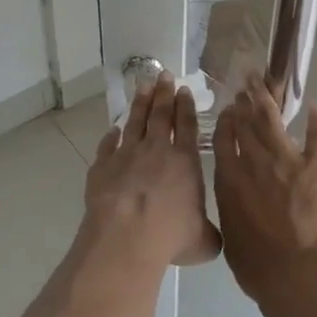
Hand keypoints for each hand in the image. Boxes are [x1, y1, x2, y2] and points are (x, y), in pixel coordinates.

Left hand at [80, 72, 221, 274]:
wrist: (125, 237)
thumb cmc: (170, 236)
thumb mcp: (202, 241)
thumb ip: (210, 234)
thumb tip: (213, 239)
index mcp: (185, 161)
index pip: (187, 125)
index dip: (186, 106)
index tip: (184, 89)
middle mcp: (156, 150)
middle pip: (160, 115)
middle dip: (163, 93)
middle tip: (164, 75)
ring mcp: (126, 155)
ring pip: (134, 122)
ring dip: (139, 103)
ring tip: (142, 85)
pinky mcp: (102, 167)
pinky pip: (108, 146)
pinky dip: (111, 137)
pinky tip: (113, 130)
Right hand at [212, 78, 316, 313]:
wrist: (297, 273)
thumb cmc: (257, 265)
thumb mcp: (230, 235)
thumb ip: (230, 209)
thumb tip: (233, 202)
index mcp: (230, 178)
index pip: (224, 138)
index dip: (227, 120)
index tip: (230, 107)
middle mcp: (254, 161)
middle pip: (247, 122)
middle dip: (245, 100)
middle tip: (246, 83)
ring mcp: (286, 159)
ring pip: (273, 120)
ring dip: (268, 97)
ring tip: (264, 79)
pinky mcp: (316, 166)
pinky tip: (316, 105)